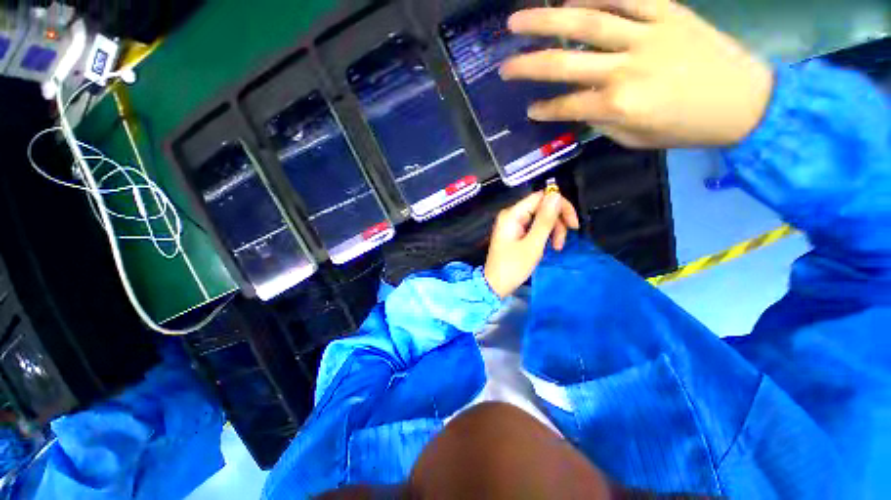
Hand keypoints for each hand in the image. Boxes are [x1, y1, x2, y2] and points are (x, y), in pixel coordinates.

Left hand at [484, 191, 579, 297]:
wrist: (495, 285)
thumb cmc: (513, 267)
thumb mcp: (533, 244)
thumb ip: (545, 220)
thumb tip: (556, 194)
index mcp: (512, 214)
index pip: (541, 197)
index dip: (560, 206)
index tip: (573, 225)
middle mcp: (512, 215)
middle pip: (542, 207)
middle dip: (556, 222)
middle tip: (562, 243)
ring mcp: (512, 224)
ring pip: (540, 217)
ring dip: (552, 230)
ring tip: (557, 248)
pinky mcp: (515, 232)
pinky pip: (534, 227)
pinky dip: (544, 235)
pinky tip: (549, 246)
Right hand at [500, 0, 773, 147]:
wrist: (745, 102)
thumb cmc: (687, 129)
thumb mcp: (635, 138)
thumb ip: (602, 122)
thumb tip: (580, 107)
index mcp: (617, 106)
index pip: (565, 107)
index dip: (543, 110)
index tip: (529, 111)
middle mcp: (623, 68)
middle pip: (563, 62)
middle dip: (527, 65)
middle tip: (504, 64)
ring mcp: (645, 35)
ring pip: (585, 22)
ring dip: (545, 20)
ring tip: (516, 20)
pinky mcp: (667, 13)